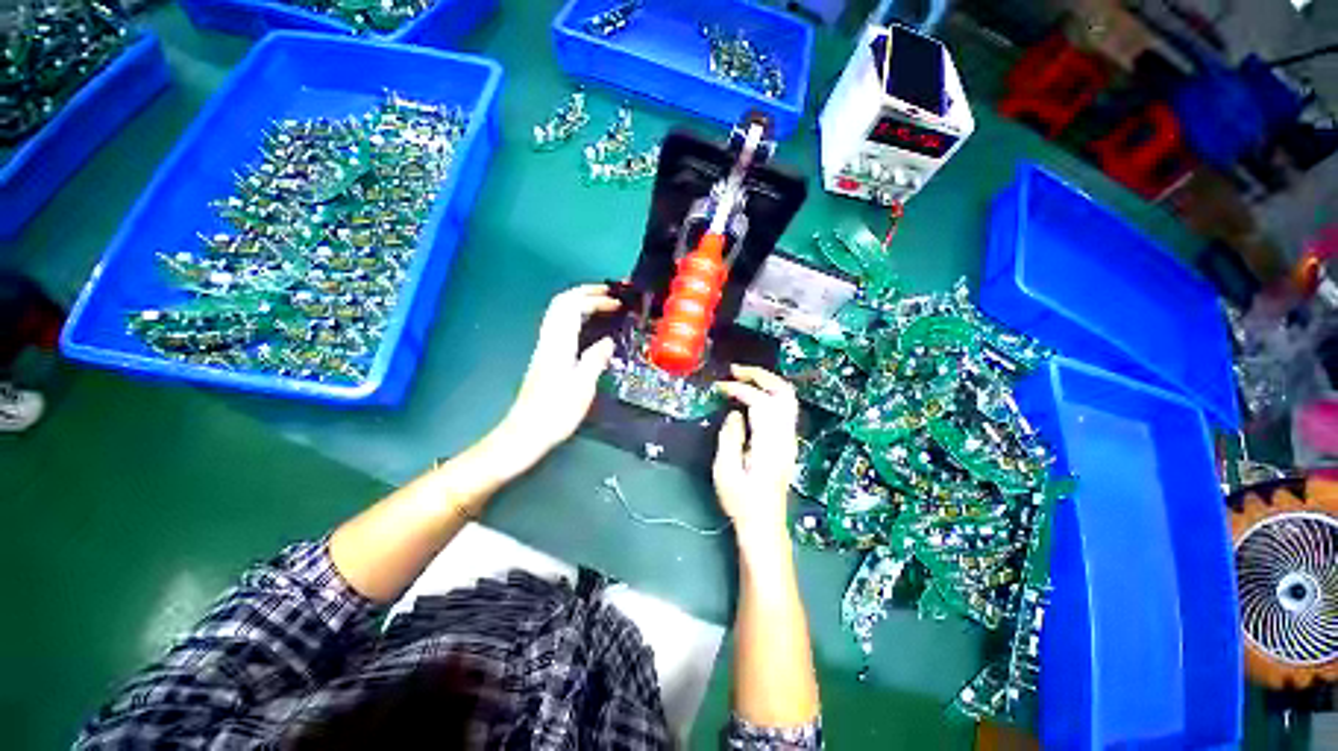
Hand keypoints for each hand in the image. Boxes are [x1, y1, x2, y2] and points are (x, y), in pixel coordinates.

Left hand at [494, 284, 619, 470]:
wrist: (525, 432)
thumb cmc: (555, 412)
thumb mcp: (582, 387)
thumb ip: (595, 360)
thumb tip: (607, 341)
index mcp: (558, 345)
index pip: (573, 308)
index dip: (595, 299)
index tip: (616, 303)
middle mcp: (548, 341)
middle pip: (561, 303)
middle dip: (584, 293)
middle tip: (608, 294)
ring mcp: (544, 348)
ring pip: (558, 313)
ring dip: (578, 302)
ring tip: (600, 304)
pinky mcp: (544, 358)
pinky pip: (559, 325)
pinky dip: (574, 316)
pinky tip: (586, 327)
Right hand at [713, 365, 799, 547]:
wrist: (764, 523)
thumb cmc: (741, 501)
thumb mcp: (726, 471)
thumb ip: (730, 437)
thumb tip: (735, 413)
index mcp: (770, 443)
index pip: (761, 402)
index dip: (740, 389)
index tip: (720, 387)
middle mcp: (786, 436)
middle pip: (782, 392)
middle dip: (760, 375)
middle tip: (735, 370)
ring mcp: (790, 438)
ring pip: (787, 398)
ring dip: (766, 382)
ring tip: (742, 377)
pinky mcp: (788, 442)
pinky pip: (784, 408)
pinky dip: (769, 393)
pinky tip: (752, 396)